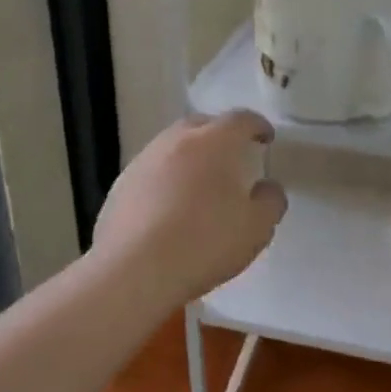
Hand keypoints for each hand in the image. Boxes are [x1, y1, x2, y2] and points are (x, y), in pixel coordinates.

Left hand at [91, 110, 286, 308]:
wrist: (134, 271)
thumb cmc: (204, 243)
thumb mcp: (256, 228)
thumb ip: (270, 201)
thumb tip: (267, 188)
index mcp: (213, 142)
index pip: (240, 119)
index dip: (257, 125)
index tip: (266, 138)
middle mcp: (175, 141)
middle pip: (201, 124)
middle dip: (220, 134)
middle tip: (232, 156)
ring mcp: (143, 162)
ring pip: (172, 146)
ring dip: (189, 156)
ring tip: (199, 182)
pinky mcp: (120, 186)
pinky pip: (151, 172)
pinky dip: (165, 179)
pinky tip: (169, 207)